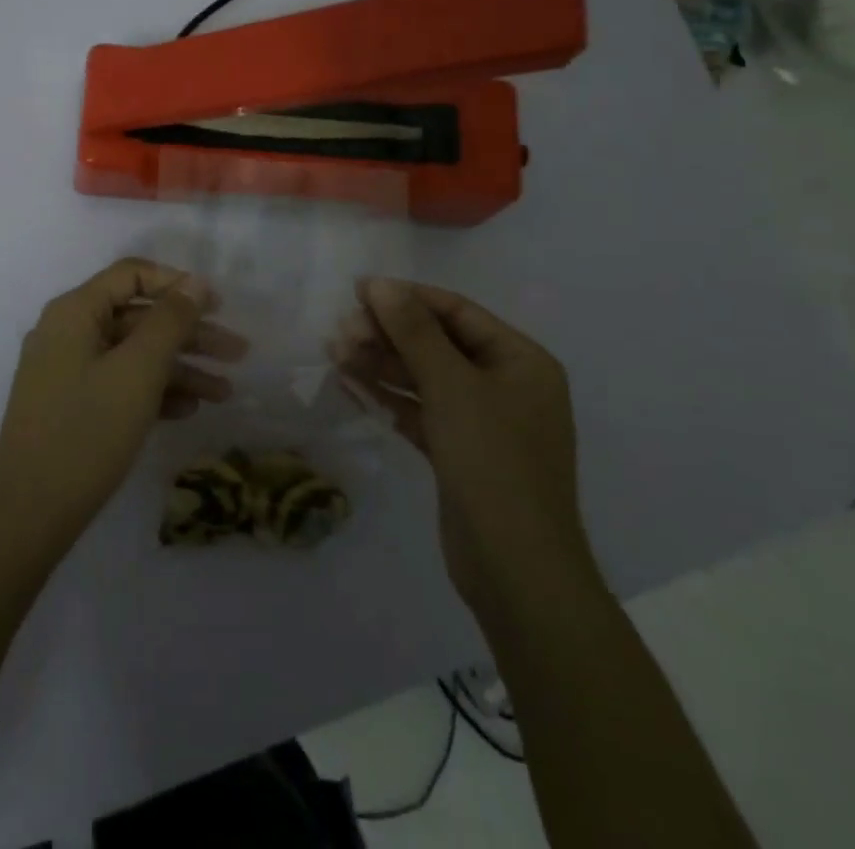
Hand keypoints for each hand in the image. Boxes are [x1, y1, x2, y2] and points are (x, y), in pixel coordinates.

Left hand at [0, 258, 246, 548]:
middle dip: (189, 333)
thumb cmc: (87, 431)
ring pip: (132, 354)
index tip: (218, 305)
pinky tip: (189, 409)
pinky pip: (119, 383)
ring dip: (179, 367)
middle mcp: (67, 332)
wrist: (29, 515)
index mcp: (75, 311)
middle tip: (238, 352)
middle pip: (137, 317)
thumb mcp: (138, 371)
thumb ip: (170, 320)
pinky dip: (153, 391)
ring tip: (225, 392)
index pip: (131, 274)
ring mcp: (66, 370)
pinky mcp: (70, 405)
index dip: (177, 283)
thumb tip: (195, 282)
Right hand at [330, 277, 596, 613]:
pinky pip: (420, 410)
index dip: (407, 297)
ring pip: (424, 377)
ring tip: (334, 352)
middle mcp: (505, 384)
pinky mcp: (460, 451)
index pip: (456, 312)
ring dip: (381, 363)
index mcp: (520, 360)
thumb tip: (380, 284)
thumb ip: (414, 332)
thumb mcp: (452, 387)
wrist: (516, 571)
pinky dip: (388, 396)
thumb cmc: (494, 463)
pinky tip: (349, 383)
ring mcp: (482, 420)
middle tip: (340, 330)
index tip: (358, 291)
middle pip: (437, 343)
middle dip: (388, 333)